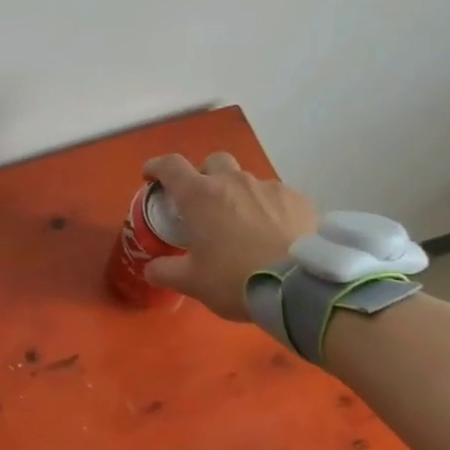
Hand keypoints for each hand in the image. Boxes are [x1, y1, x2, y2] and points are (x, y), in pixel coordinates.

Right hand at [140, 152, 317, 320]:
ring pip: (247, 180)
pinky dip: (268, 208)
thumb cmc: (234, 279)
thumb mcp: (192, 282)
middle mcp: (233, 181)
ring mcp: (269, 187)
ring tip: (243, 224)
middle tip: (203, 202)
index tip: (151, 176)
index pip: (170, 166)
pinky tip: (273, 232)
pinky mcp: (298, 199)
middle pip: (213, 161)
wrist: (298, 287)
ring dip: (238, 194)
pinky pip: (276, 196)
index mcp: (199, 196)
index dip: (157, 167)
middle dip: (204, 174)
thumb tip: (151, 269)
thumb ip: (166, 272)